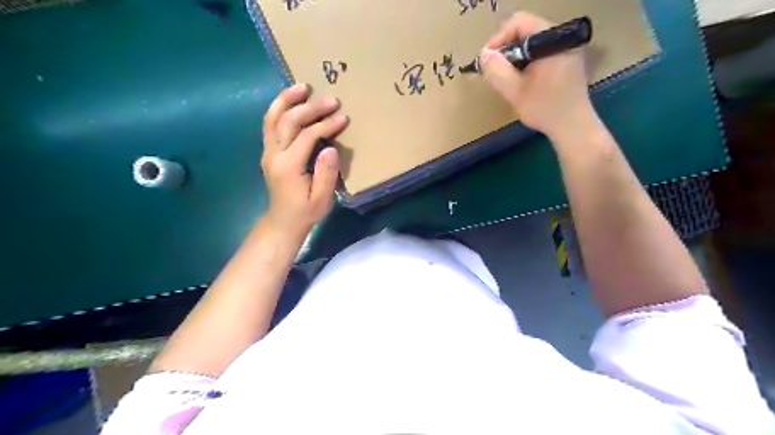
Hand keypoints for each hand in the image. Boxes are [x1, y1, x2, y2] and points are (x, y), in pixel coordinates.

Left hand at [260, 84, 348, 236]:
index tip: (343, 117)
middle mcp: (274, 154)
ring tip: (303, 86)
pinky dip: (278, 108)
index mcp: (289, 166)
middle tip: (331, 99)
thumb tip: (330, 149)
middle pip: (289, 121)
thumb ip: (326, 174)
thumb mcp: (321, 199)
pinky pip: (269, 124)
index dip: (326, 125)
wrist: (282, 221)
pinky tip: (290, 100)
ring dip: (287, 100)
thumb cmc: (305, 211)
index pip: (307, 136)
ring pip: (273, 118)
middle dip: (311, 108)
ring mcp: (268, 151)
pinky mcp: (268, 151)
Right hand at [483, 12, 594, 138]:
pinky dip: (526, 62)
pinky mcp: (566, 60)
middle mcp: (562, 38)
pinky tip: (521, 80)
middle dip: (506, 49)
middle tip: (494, 71)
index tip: (487, 60)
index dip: (499, 39)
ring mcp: (566, 48)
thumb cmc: (545, 109)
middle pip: (525, 30)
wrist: (573, 127)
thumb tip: (484, 55)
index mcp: (553, 40)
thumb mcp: (515, 92)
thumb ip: (497, 71)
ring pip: (532, 42)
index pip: (519, 23)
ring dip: (515, 57)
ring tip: (506, 77)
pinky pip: (540, 52)